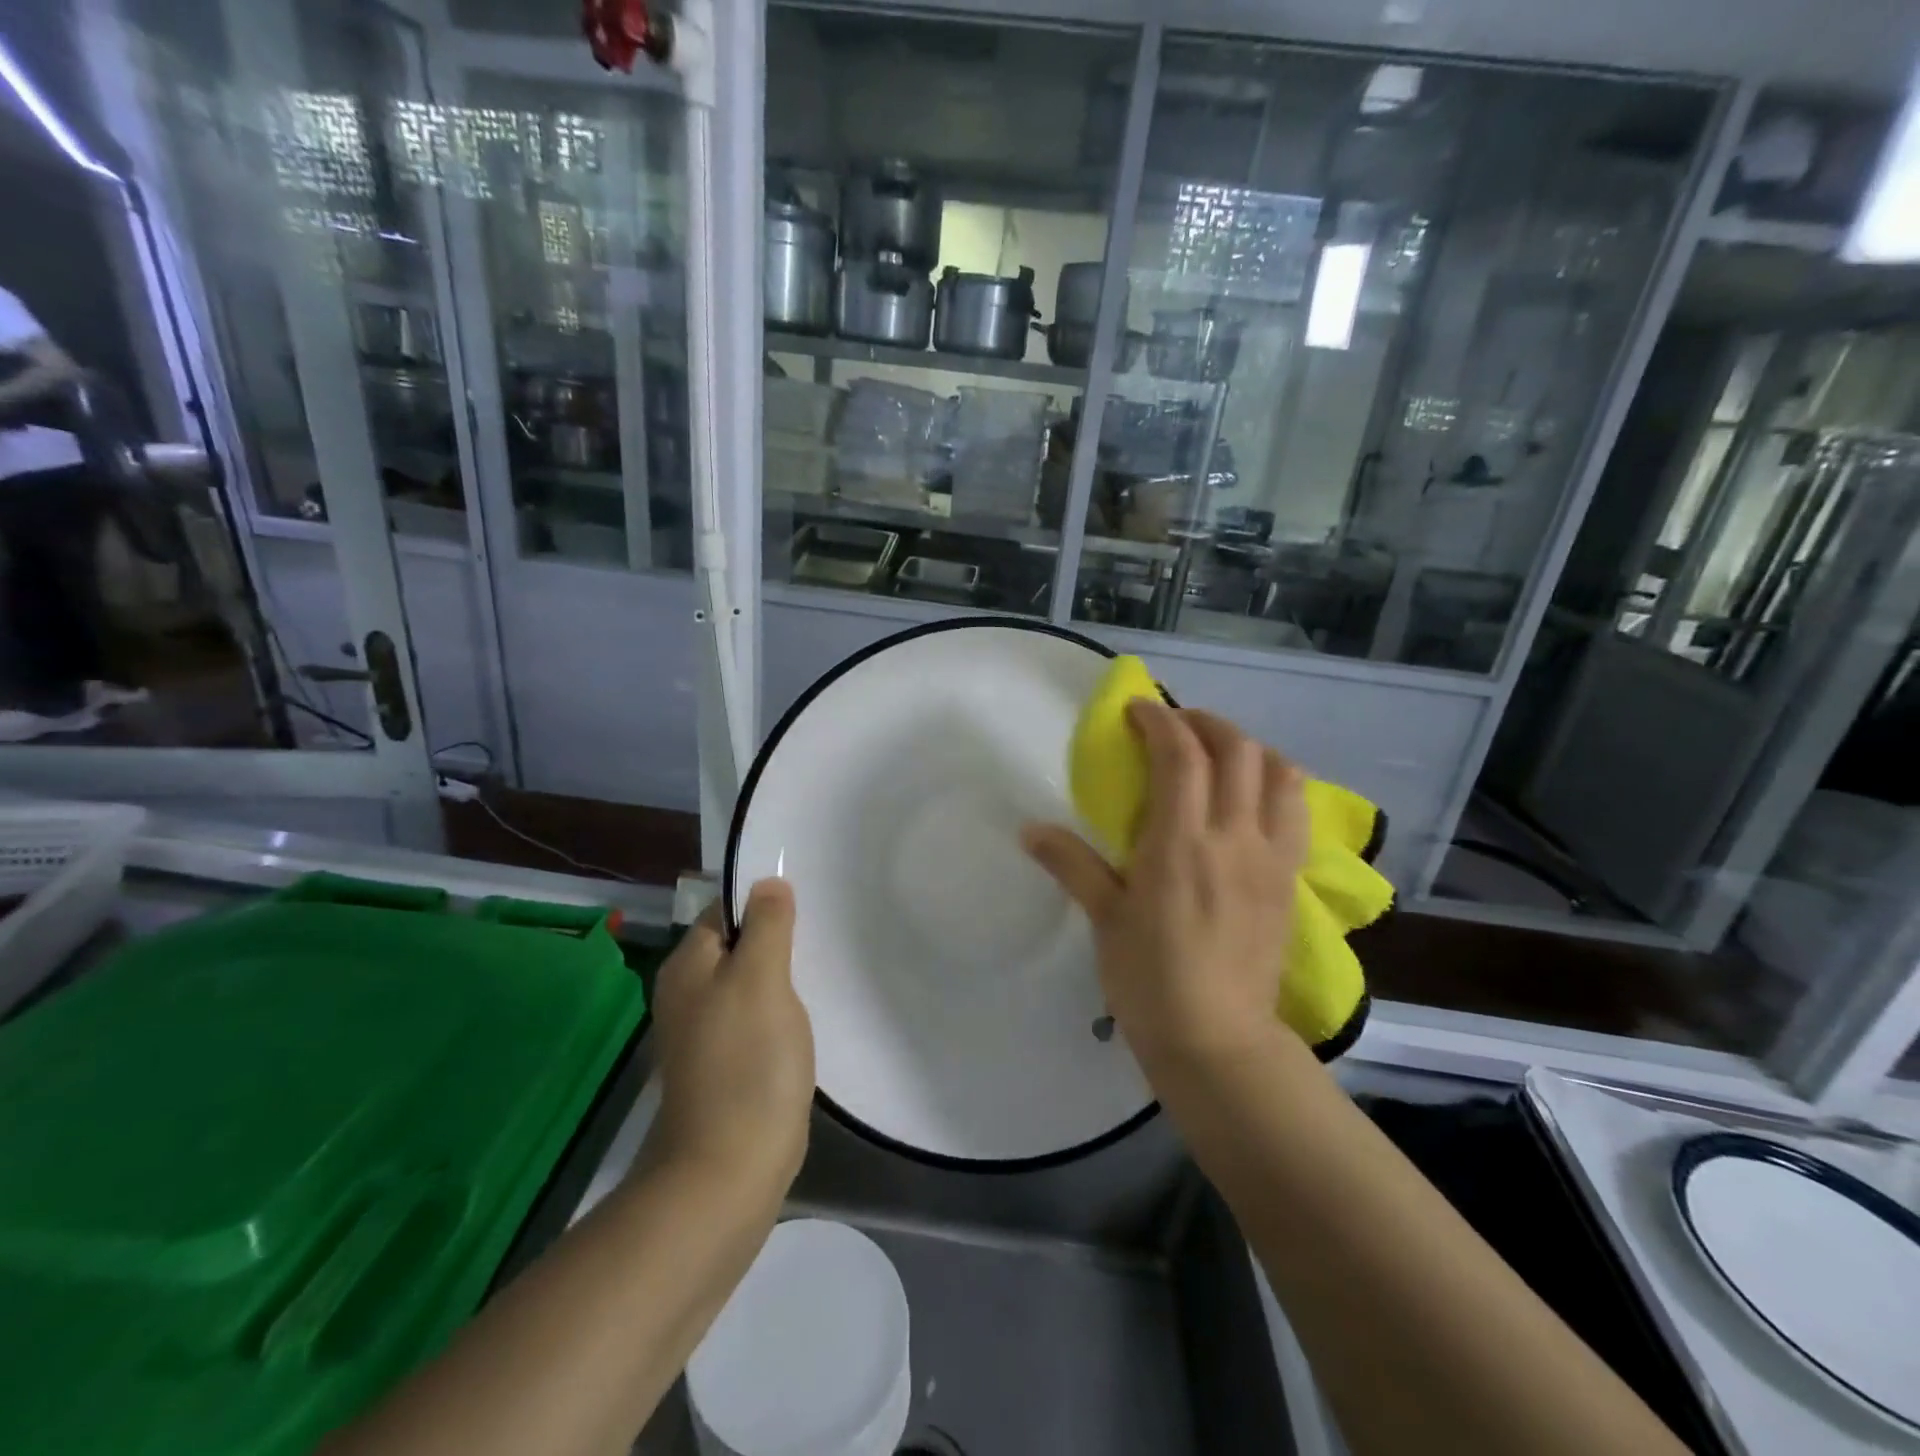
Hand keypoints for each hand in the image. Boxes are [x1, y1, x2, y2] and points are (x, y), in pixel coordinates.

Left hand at [649, 880, 813, 1205]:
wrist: (728, 1170)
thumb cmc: (746, 1063)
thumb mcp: (761, 979)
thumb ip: (767, 926)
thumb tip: (768, 883)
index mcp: (688, 966)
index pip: (727, 910)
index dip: (764, 901)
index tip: (809, 900)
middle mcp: (689, 994)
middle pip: (739, 946)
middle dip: (779, 938)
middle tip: (824, 934)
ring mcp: (707, 1033)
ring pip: (751, 983)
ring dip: (783, 976)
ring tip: (824, 968)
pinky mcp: (728, 1064)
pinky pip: (757, 1018)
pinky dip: (781, 1010)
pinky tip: (807, 1015)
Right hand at [1024, 702, 1309, 1068]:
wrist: (1216, 1040)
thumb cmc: (1149, 980)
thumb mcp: (1104, 919)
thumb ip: (1071, 864)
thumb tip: (1028, 829)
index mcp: (1180, 844)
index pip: (1181, 755)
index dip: (1159, 720)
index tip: (1136, 711)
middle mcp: (1234, 838)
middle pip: (1237, 749)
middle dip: (1204, 722)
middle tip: (1174, 727)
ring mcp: (1271, 857)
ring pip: (1279, 773)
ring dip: (1248, 748)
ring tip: (1219, 754)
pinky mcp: (1289, 879)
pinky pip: (1297, 811)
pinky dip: (1276, 784)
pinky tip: (1252, 797)